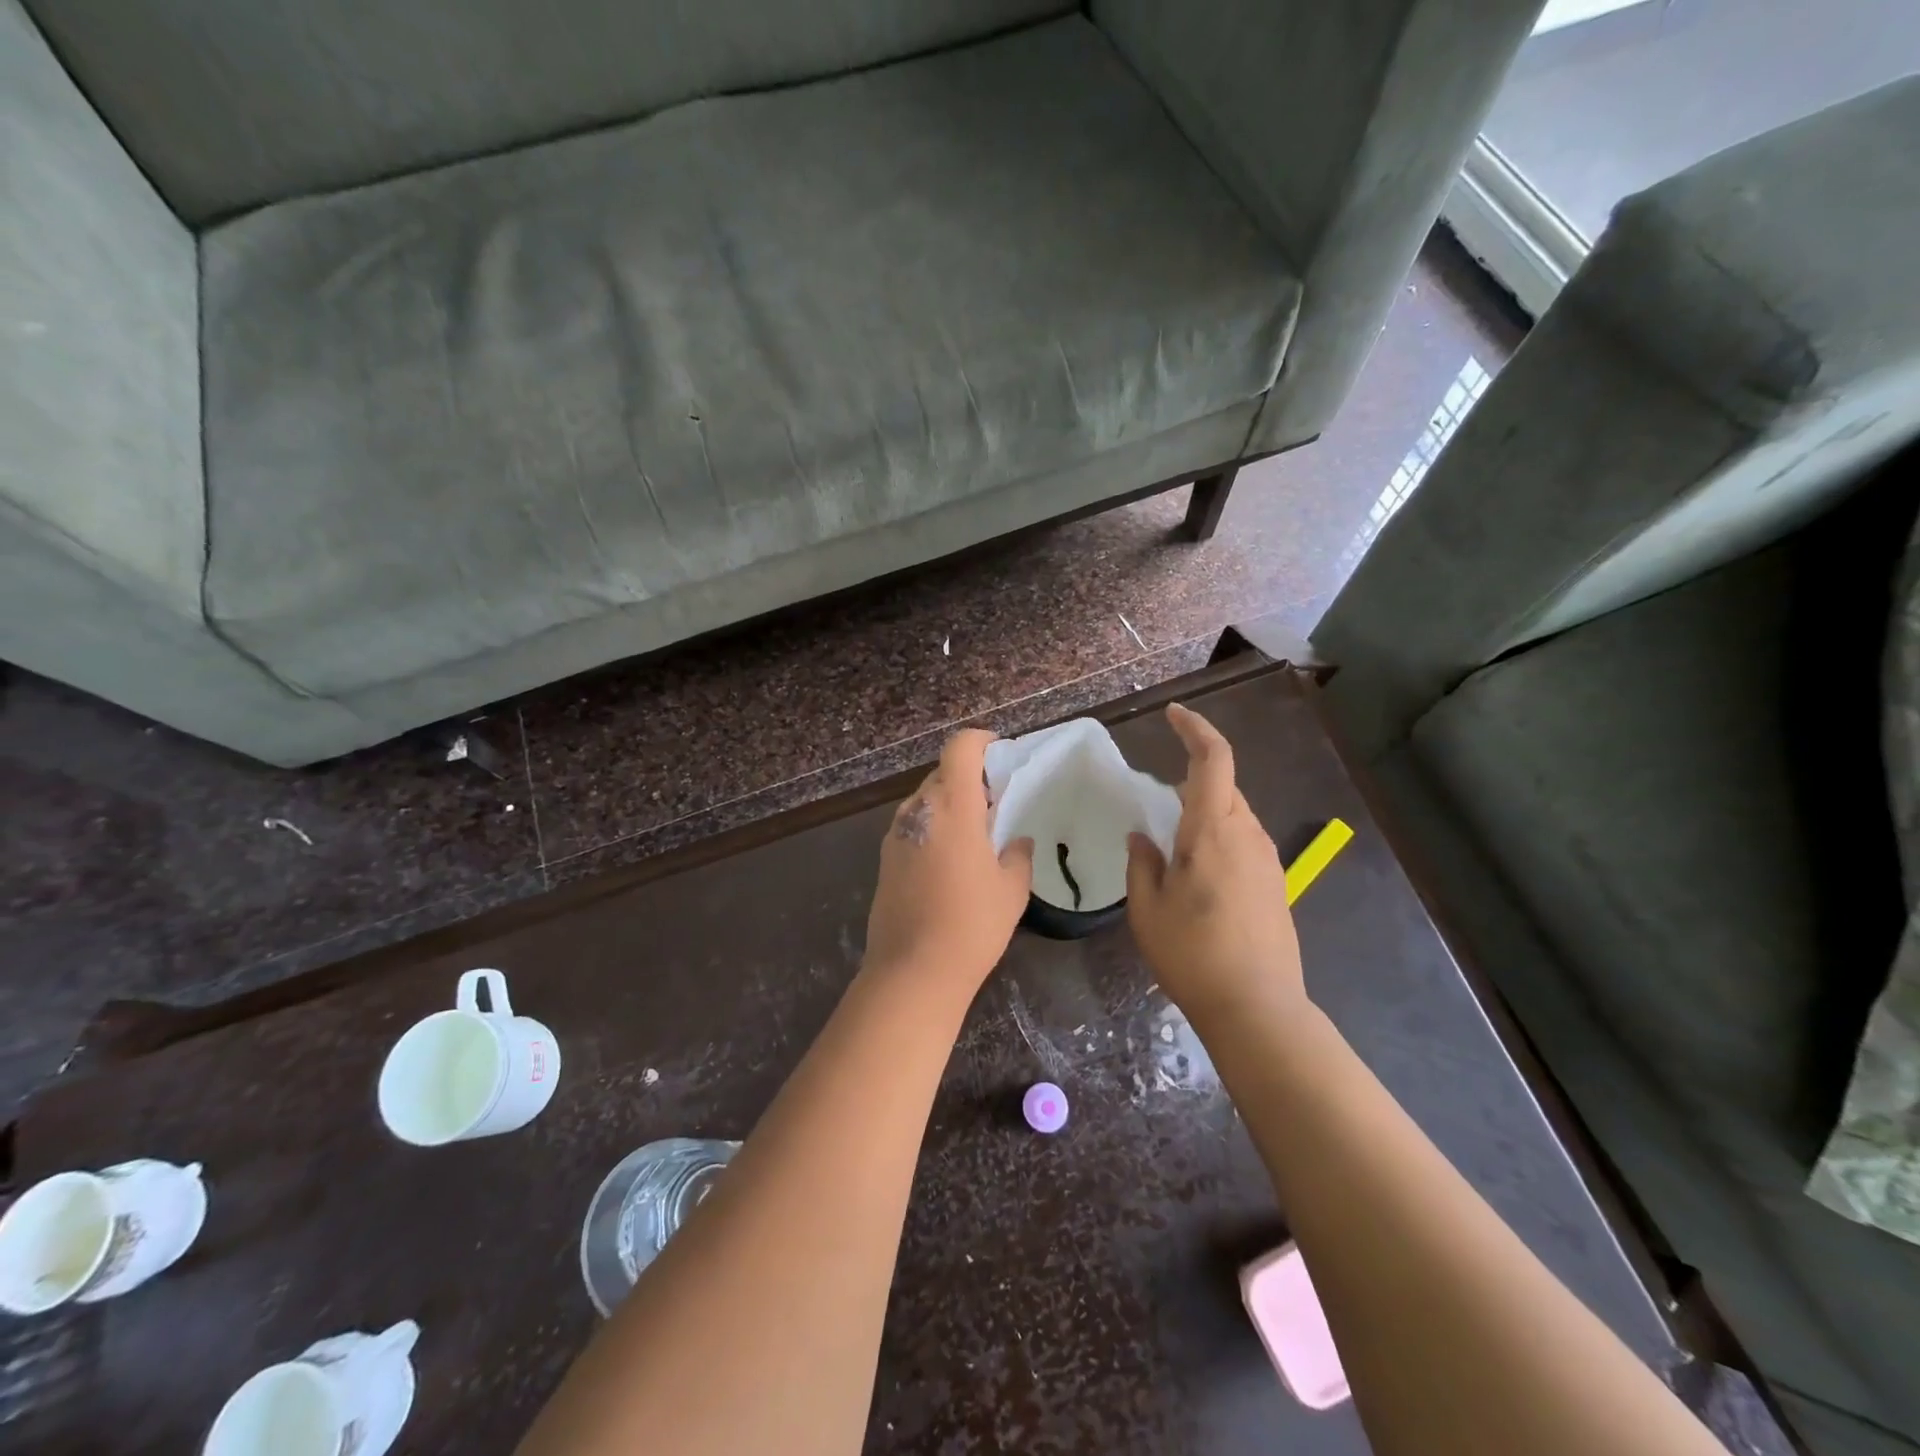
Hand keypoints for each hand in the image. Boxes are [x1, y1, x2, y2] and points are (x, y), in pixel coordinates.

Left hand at [865, 729, 1034, 993]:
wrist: (913, 971)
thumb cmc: (972, 924)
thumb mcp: (1012, 888)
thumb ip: (1017, 854)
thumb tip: (1015, 841)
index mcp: (952, 805)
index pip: (960, 748)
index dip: (981, 741)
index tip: (1000, 754)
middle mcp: (918, 810)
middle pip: (942, 773)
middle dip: (970, 778)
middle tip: (996, 803)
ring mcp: (895, 834)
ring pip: (926, 800)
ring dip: (951, 804)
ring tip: (976, 835)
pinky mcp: (885, 859)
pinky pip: (914, 826)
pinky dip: (934, 827)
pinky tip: (951, 861)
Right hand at [1126, 704, 1303, 1022]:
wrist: (1258, 1008)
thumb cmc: (1192, 954)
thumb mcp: (1147, 908)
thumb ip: (1143, 863)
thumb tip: (1143, 837)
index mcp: (1213, 830)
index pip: (1213, 759)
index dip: (1194, 729)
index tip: (1172, 714)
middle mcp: (1248, 835)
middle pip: (1224, 787)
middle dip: (1193, 780)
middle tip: (1157, 804)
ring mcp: (1268, 861)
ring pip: (1234, 816)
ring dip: (1205, 814)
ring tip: (1174, 847)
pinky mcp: (1275, 885)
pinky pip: (1244, 843)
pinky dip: (1218, 839)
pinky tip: (1199, 876)